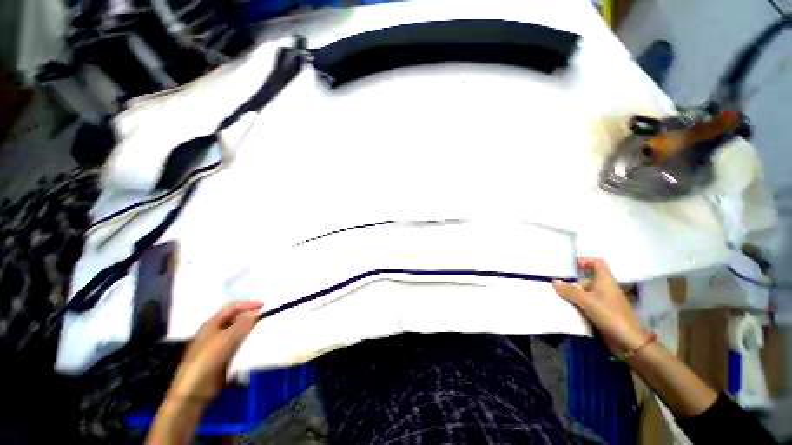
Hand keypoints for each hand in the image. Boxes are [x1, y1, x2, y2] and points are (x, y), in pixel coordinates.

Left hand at [168, 301, 261, 403]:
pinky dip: (248, 342)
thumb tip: (256, 312)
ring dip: (251, 329)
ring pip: (239, 332)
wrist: (195, 390)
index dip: (248, 304)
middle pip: (236, 319)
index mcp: (212, 324)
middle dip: (250, 316)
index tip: (264, 305)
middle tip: (266, 317)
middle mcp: (215, 332)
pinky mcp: (224, 357)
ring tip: (265, 329)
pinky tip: (257, 343)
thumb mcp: (225, 339)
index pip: (232, 308)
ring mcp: (219, 345)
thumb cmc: (206, 359)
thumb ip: (242, 324)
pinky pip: (239, 345)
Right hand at [552, 258, 647, 353]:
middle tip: (558, 288)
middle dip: (573, 284)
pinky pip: (588, 305)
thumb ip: (569, 291)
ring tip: (559, 299)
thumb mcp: (586, 301)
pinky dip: (578, 306)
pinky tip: (568, 310)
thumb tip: (554, 282)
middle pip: (588, 280)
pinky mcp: (604, 313)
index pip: (598, 263)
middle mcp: (606, 289)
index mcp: (606, 281)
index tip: (573, 266)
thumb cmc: (609, 315)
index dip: (586, 261)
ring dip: (574, 296)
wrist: (627, 342)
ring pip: (586, 294)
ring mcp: (605, 302)